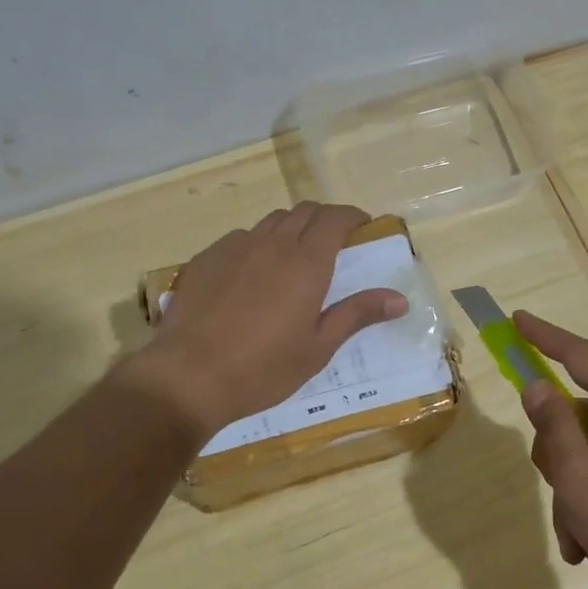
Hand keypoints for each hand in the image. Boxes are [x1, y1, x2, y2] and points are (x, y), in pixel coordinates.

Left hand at [131, 203, 406, 438]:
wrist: (188, 376)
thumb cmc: (263, 369)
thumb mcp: (318, 348)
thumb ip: (357, 315)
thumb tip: (399, 299)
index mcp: (307, 264)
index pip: (335, 218)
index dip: (352, 216)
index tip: (363, 226)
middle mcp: (272, 244)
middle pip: (304, 211)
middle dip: (324, 219)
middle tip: (334, 243)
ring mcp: (234, 247)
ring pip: (271, 222)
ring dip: (291, 229)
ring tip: (293, 258)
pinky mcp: (206, 258)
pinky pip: (240, 238)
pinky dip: (257, 245)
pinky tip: (252, 275)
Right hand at [513, 311, 587, 588]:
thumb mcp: (580, 478)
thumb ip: (554, 427)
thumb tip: (537, 387)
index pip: (579, 356)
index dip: (544, 337)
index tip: (516, 320)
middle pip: (576, 417)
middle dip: (556, 458)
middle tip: (559, 489)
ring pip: (587, 457)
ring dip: (572, 496)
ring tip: (580, 539)